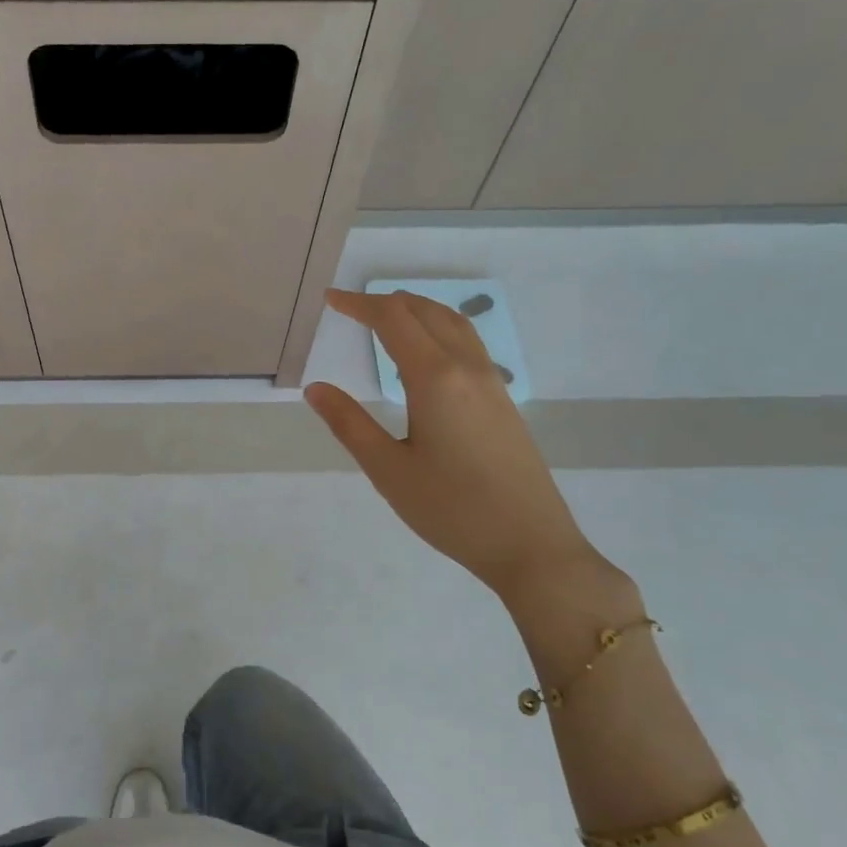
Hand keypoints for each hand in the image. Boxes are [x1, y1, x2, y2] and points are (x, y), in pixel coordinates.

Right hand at [305, 289, 628, 606]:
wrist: (531, 546)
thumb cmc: (451, 510)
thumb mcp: (388, 470)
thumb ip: (349, 424)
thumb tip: (315, 389)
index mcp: (435, 378)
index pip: (393, 320)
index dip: (359, 305)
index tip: (330, 301)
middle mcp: (467, 368)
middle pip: (426, 312)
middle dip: (386, 303)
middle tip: (351, 308)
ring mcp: (491, 383)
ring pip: (453, 324)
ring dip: (417, 310)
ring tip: (387, 319)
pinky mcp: (503, 402)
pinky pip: (468, 344)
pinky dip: (438, 329)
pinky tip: (426, 356)